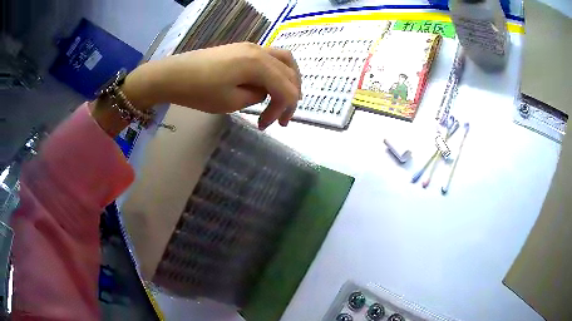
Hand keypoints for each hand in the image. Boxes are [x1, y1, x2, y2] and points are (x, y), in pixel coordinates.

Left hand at [124, 42, 301, 129]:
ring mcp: (251, 47)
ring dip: (288, 81)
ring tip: (281, 98)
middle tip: (281, 118)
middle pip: (290, 73)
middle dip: (290, 97)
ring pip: (284, 60)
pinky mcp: (242, 48)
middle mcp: (260, 51)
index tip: (267, 125)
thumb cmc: (199, 91)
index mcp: (259, 64)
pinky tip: (267, 85)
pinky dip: (276, 72)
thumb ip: (256, 95)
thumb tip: (263, 91)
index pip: (287, 88)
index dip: (283, 110)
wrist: (174, 75)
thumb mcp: (231, 102)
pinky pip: (270, 58)